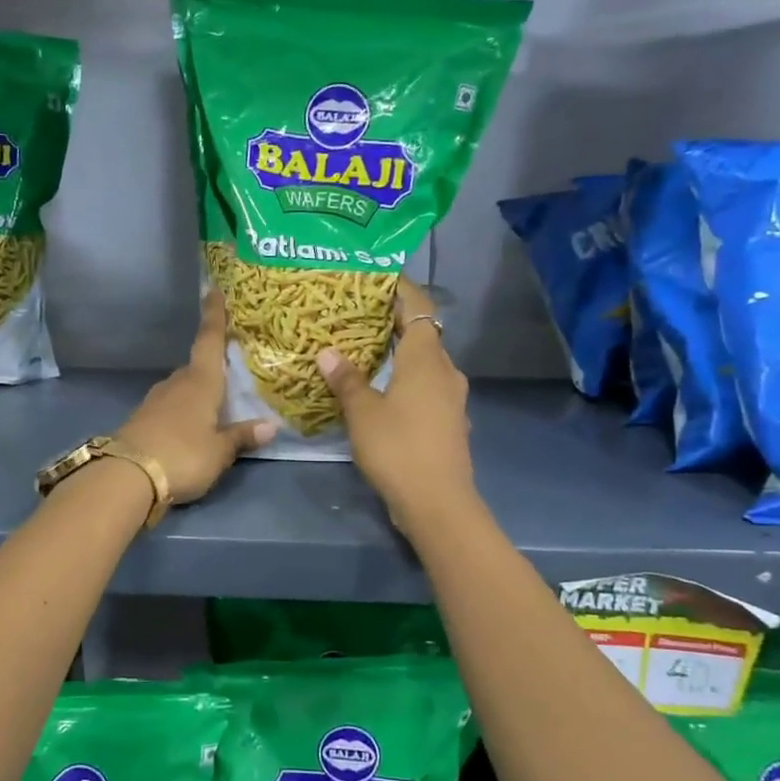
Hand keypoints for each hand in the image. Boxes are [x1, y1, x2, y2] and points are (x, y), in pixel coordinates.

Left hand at [116, 290, 273, 505]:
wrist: (127, 476)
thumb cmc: (183, 455)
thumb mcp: (219, 452)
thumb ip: (242, 437)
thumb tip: (270, 426)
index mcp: (200, 381)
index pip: (209, 340)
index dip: (214, 315)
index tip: (212, 289)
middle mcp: (177, 383)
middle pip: (197, 367)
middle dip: (212, 367)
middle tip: (230, 372)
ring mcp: (155, 400)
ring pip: (182, 387)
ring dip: (197, 392)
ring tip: (214, 405)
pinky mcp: (142, 419)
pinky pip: (170, 406)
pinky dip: (183, 410)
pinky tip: (190, 426)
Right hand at [318, 277, 477, 539]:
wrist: (437, 503)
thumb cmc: (399, 448)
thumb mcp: (363, 413)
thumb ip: (347, 380)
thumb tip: (328, 352)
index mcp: (427, 359)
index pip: (419, 308)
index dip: (401, 289)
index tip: (378, 277)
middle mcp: (446, 372)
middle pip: (424, 335)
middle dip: (396, 322)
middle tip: (360, 316)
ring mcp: (451, 399)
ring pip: (426, 364)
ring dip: (401, 355)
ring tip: (367, 352)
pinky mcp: (449, 423)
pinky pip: (427, 388)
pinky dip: (406, 381)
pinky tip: (383, 392)